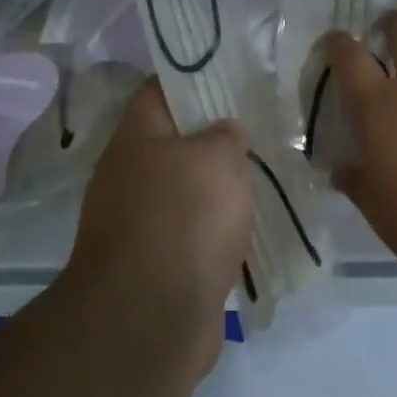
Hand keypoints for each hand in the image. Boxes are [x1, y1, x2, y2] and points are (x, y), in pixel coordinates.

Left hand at [63, 80, 252, 377]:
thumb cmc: (183, 219)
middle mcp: (129, 176)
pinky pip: (193, 231)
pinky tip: (252, 223)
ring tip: (266, 172)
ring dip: (220, 185)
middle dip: (216, 135)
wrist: (149, 319)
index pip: (160, 89)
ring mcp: (139, 223)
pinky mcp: (157, 263)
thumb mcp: (216, 158)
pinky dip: (219, 227)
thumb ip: (225, 134)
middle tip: (262, 127)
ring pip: (187, 189)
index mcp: (136, 138)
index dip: (195, 77)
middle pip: (175, 141)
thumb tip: (223, 134)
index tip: (236, 77)